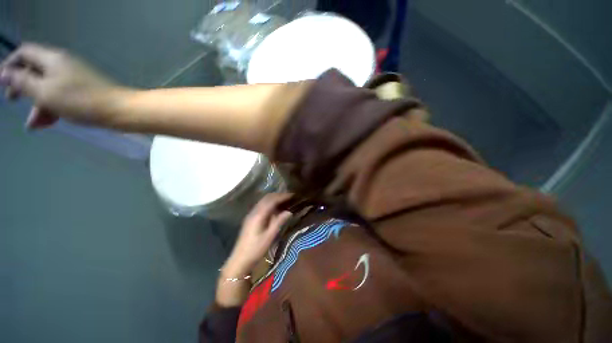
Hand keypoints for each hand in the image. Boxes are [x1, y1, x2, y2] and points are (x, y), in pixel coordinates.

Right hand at [0, 43, 124, 129]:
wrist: (120, 111)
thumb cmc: (80, 101)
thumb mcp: (44, 92)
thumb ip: (22, 82)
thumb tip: (4, 73)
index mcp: (52, 59)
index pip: (25, 53)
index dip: (11, 64)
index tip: (3, 83)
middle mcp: (63, 64)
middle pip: (35, 71)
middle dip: (23, 87)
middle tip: (13, 102)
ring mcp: (75, 78)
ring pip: (48, 87)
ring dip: (38, 104)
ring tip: (34, 125)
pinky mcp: (84, 91)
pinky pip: (62, 96)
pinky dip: (53, 107)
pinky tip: (48, 123)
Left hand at [223, 193, 292, 275]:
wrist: (240, 260)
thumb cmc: (256, 249)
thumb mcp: (270, 236)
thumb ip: (279, 222)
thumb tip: (289, 212)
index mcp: (258, 215)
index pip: (272, 200)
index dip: (282, 196)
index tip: (292, 195)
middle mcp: (254, 211)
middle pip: (267, 198)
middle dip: (278, 195)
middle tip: (290, 197)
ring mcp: (251, 214)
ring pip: (263, 201)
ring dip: (274, 199)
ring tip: (285, 201)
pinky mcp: (250, 218)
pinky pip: (261, 206)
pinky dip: (269, 204)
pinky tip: (275, 209)